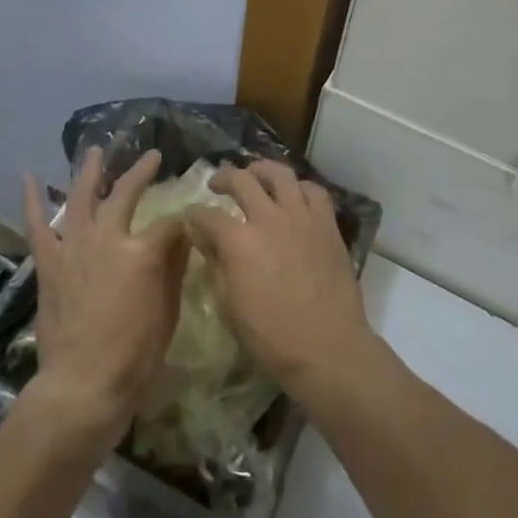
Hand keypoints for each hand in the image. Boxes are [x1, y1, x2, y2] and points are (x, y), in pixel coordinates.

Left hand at [21, 148, 188, 451]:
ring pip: (81, 197)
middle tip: (152, 156)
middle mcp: (107, 238)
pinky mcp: (49, 263)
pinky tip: (30, 177)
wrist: (82, 385)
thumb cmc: (135, 355)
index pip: (167, 224)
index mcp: (142, 252)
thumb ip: (174, 268)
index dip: (179, 225)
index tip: (185, 229)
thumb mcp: (168, 313)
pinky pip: (39, 225)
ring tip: (96, 150)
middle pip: (125, 194)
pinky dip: (33, 200)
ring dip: (90, 171)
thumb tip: (181, 235)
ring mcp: (74, 247)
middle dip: (141, 172)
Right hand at [188, 161, 379, 408]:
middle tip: (217, 184)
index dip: (193, 214)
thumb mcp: (229, 306)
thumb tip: (204, 239)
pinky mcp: (326, 224)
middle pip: (242, 180)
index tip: (190, 217)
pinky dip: (299, 187)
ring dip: (261, 169)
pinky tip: (293, 195)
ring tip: (254, 174)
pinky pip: (313, 191)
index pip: (206, 215)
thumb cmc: (271, 336)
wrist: (327, 347)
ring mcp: (301, 217)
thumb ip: (216, 265)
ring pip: (280, 173)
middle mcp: (268, 218)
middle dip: (223, 178)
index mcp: (238, 241)